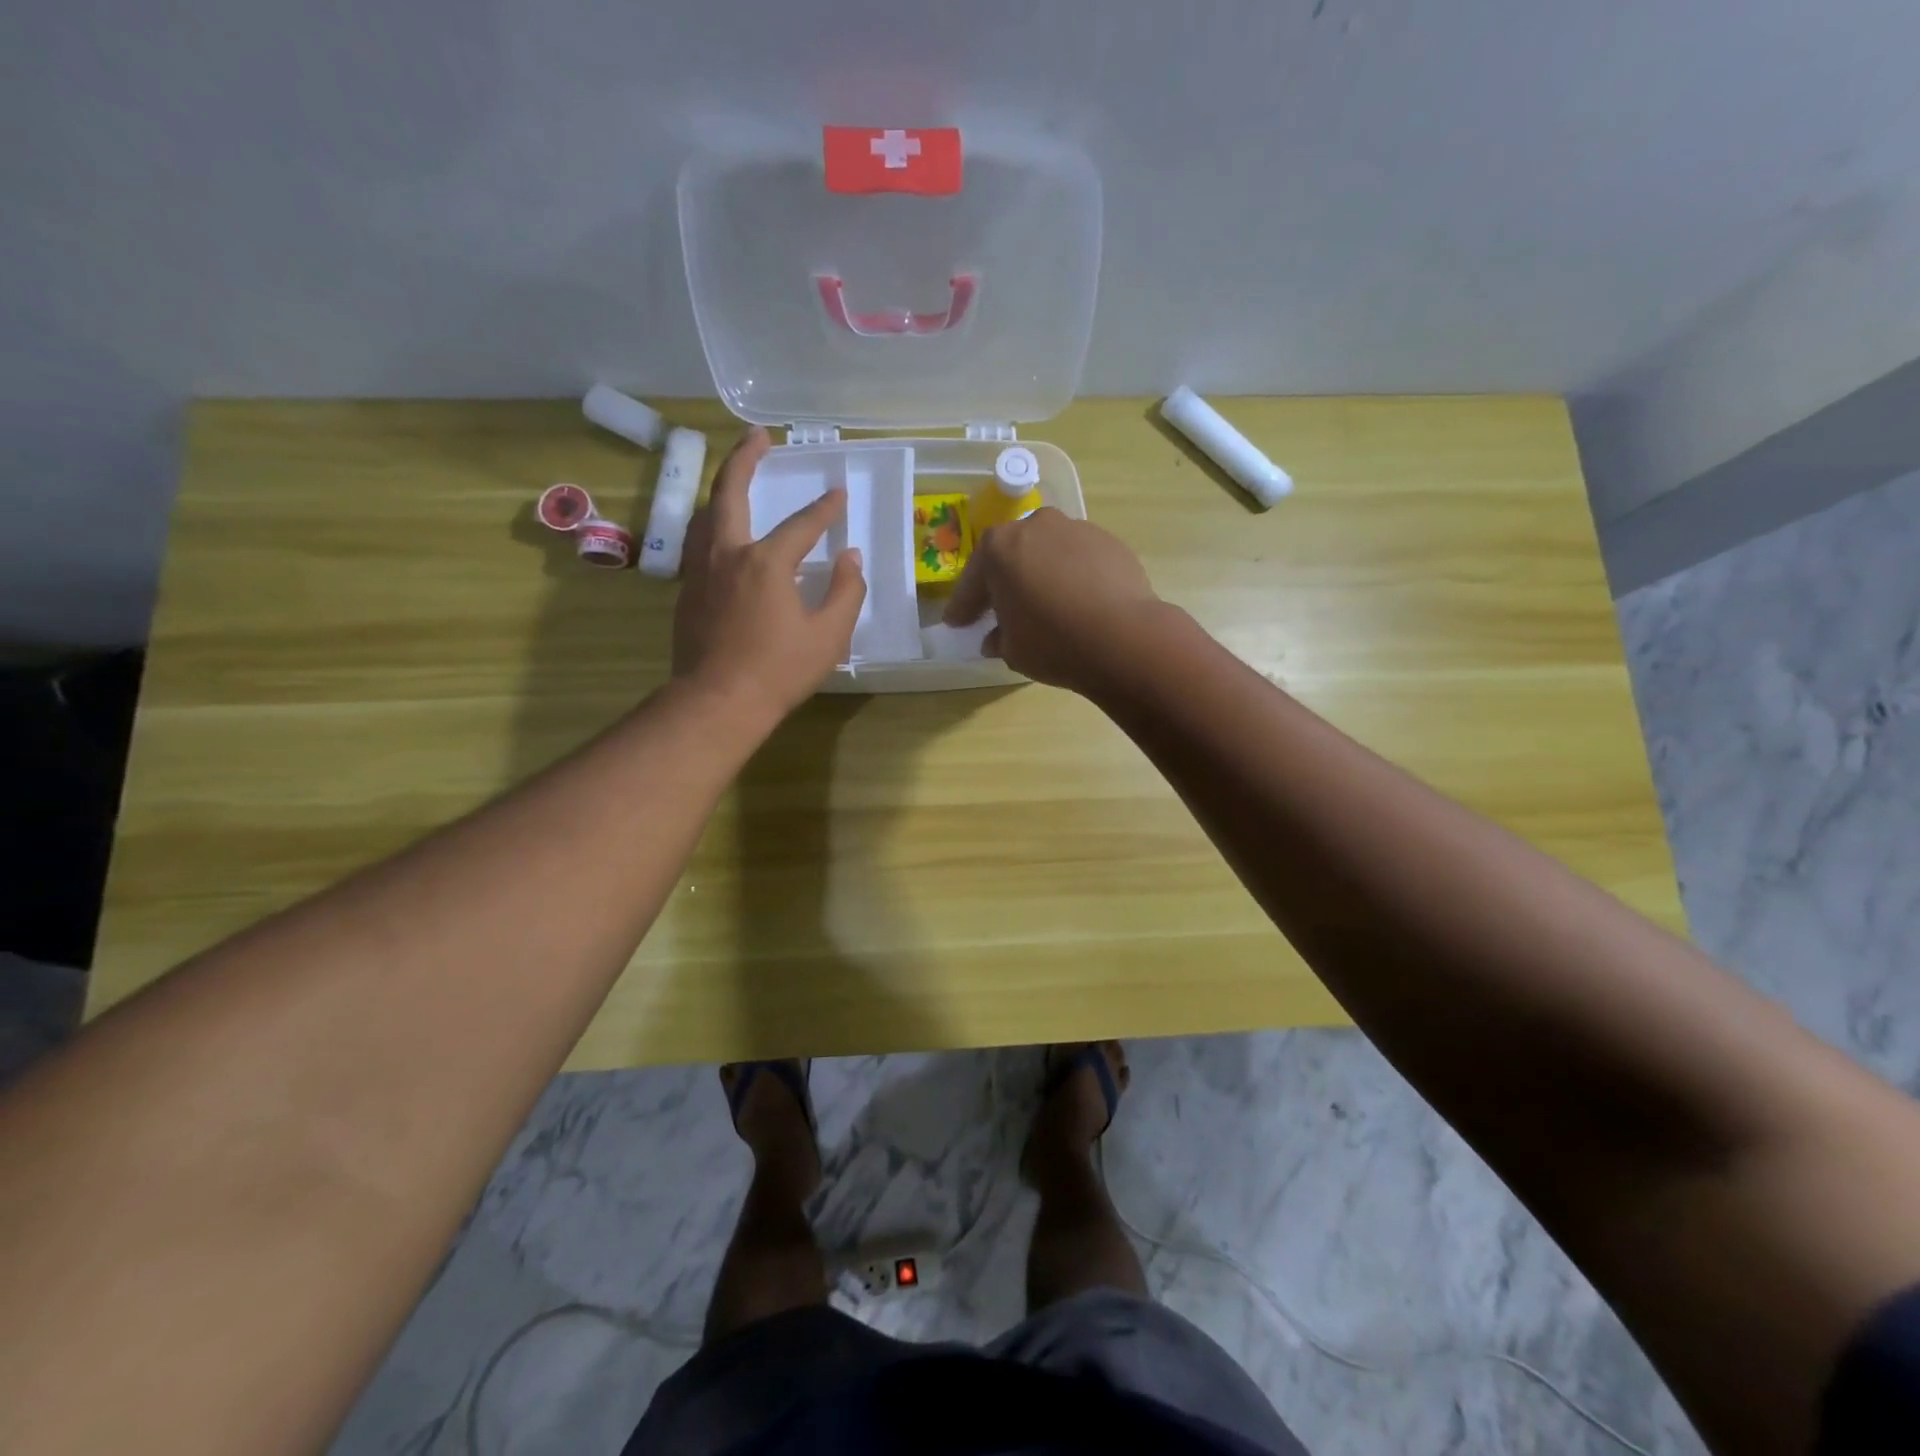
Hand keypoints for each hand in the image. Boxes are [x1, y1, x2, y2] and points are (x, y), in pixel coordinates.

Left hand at [673, 428, 866, 719]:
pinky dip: (714, 524)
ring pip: (706, 515)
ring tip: (736, 477)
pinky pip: (699, 542)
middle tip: (758, 436)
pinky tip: (723, 534)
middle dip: (744, 458)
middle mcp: (727, 554)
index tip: (839, 495)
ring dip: (722, 489)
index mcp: (765, 561)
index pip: (801, 524)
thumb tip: (851, 560)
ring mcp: (700, 571)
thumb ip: (845, 592)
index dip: (824, 510)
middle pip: (729, 492)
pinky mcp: (687, 592)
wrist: (717, 703)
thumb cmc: (778, 671)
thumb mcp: (828, 636)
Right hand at [943, 508, 1165, 695]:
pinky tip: (1078, 603)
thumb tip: (995, 638)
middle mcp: (1035, 525)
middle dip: (1003, 582)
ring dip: (1041, 575)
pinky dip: (1073, 577)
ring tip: (1045, 605)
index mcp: (999, 547)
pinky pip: (1079, 560)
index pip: (973, 580)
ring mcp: (1076, 529)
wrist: (1123, 637)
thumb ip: (998, 638)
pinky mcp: (1110, 542)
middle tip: (999, 610)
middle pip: (1011, 555)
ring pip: (1047, 553)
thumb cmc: (1053, 642)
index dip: (963, 606)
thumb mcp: (1012, 650)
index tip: (957, 623)